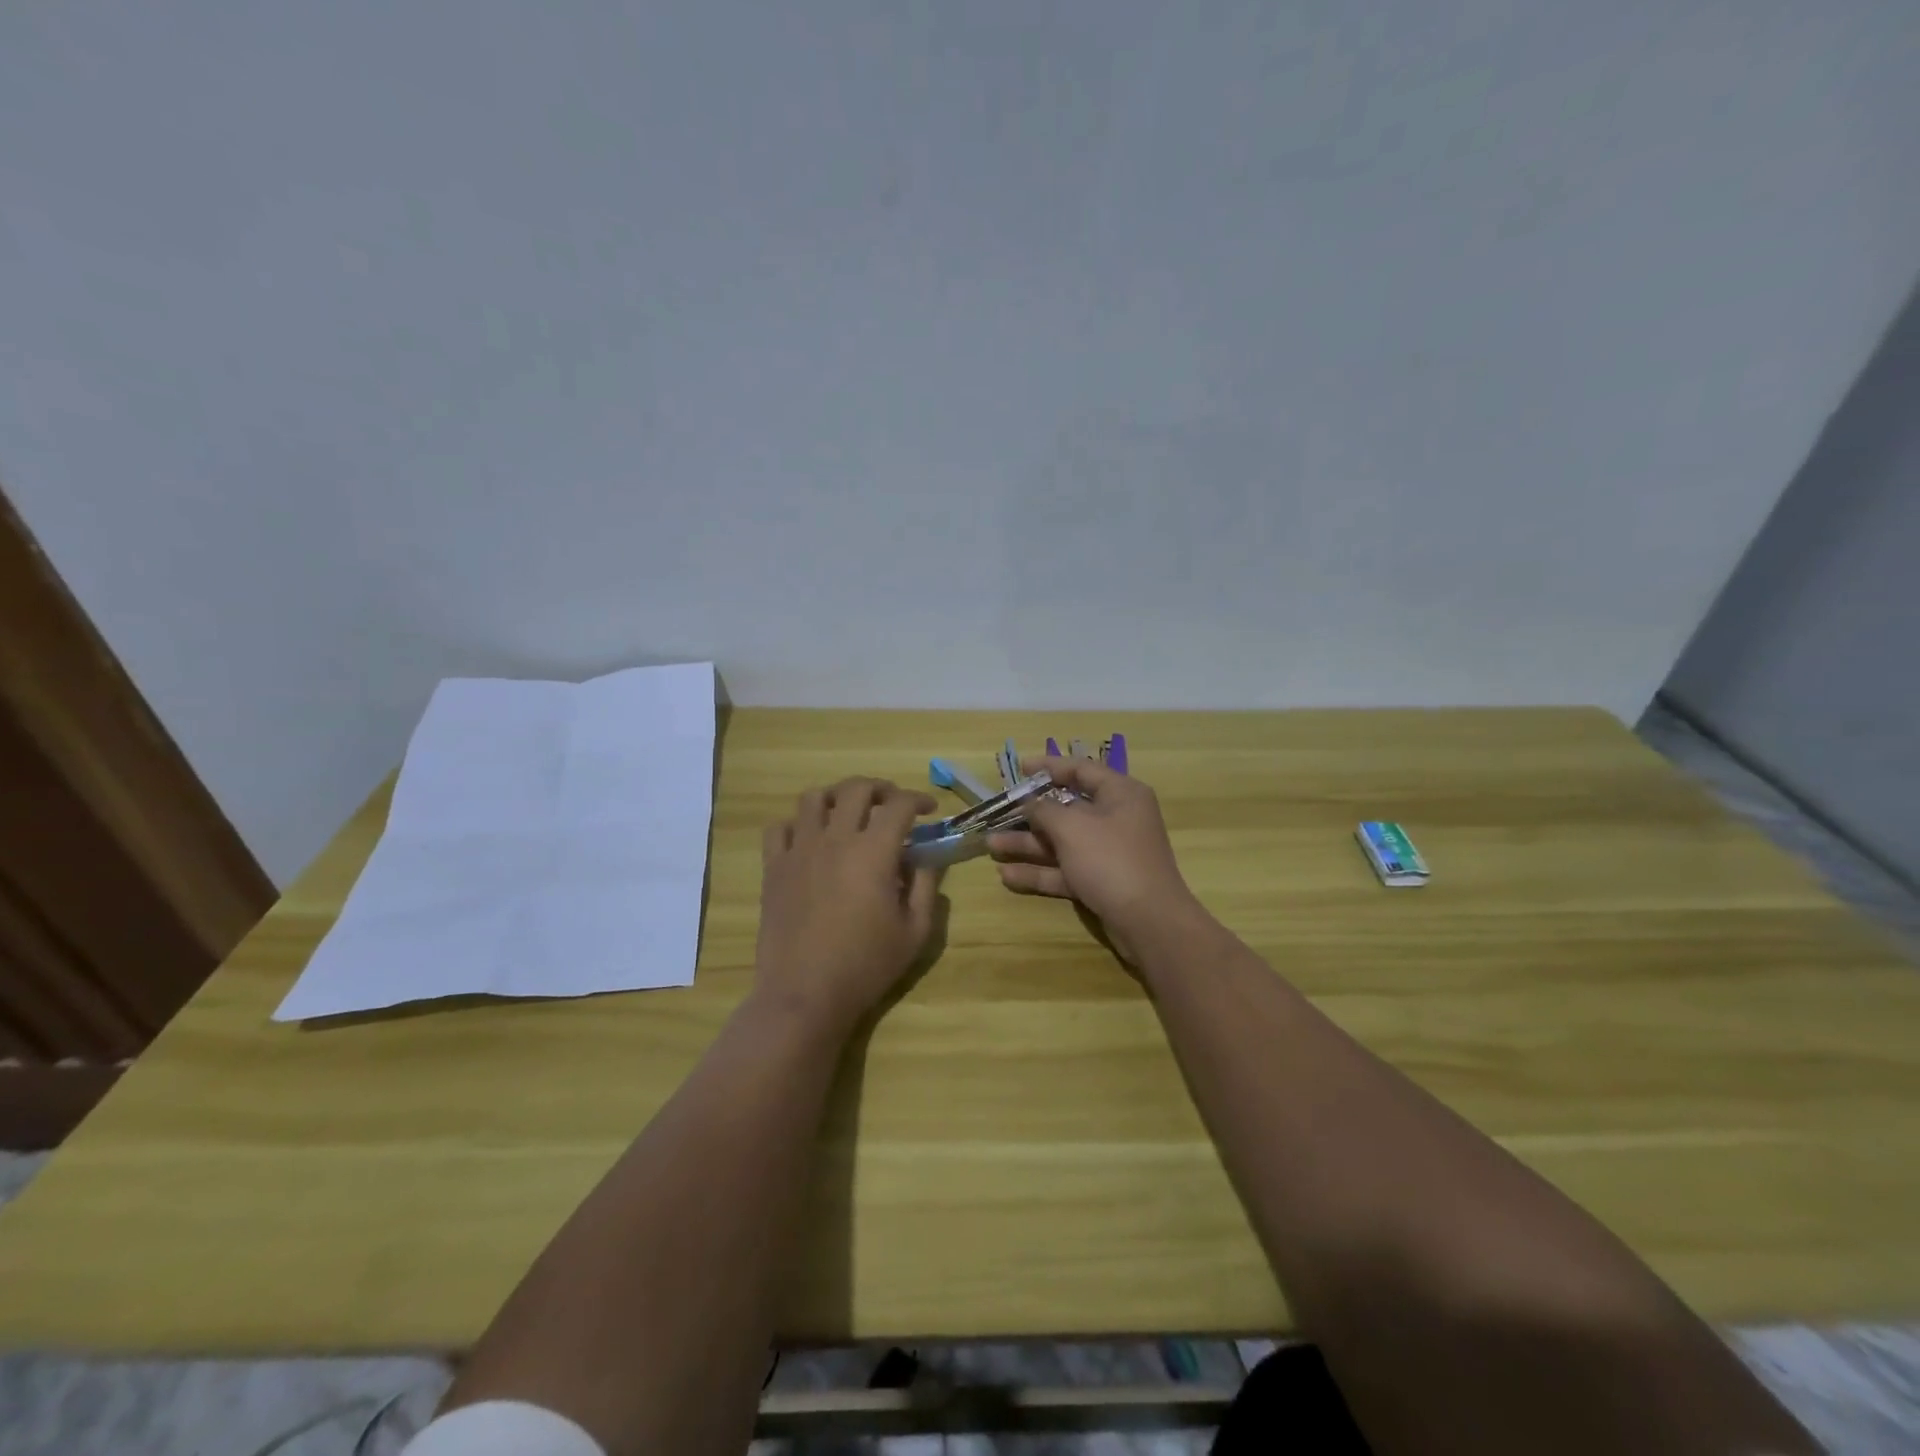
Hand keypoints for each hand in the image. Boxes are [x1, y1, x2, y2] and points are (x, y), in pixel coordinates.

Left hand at [753, 777, 939, 1033]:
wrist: (804, 994)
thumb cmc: (866, 966)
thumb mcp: (914, 932)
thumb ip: (925, 887)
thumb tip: (926, 859)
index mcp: (873, 852)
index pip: (899, 805)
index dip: (918, 799)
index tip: (929, 810)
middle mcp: (835, 839)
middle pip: (856, 788)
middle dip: (881, 788)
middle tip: (893, 804)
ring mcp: (799, 850)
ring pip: (814, 798)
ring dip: (837, 798)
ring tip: (849, 813)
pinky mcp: (774, 867)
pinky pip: (780, 827)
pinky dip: (798, 823)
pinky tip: (810, 839)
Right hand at [988, 755, 1201, 961]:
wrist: (1149, 922)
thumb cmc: (1111, 860)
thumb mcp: (1072, 827)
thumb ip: (1045, 810)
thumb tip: (1030, 802)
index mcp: (1120, 794)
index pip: (1081, 770)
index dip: (1049, 766)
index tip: (1020, 768)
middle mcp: (1116, 819)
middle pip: (1067, 809)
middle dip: (1029, 814)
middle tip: (997, 813)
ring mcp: (1108, 853)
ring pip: (1062, 842)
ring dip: (1027, 844)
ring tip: (990, 846)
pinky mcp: (1101, 882)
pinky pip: (1065, 870)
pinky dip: (1039, 872)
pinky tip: (1007, 876)